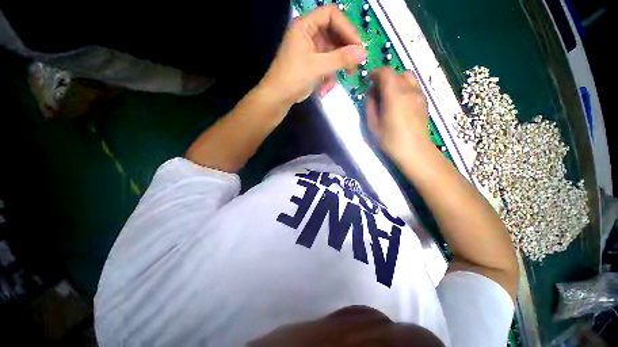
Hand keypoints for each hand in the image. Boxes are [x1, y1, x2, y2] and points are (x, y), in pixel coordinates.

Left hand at [260, 5, 366, 105]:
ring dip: (338, 66)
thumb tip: (363, 53)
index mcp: (305, 26)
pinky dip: (329, 75)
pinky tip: (326, 88)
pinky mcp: (311, 63)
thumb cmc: (293, 78)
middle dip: (345, 50)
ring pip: (332, 51)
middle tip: (355, 64)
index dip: (346, 28)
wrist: (278, 98)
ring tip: (344, 78)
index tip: (358, 45)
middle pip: (334, 33)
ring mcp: (310, 49)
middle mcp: (308, 34)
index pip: (331, 15)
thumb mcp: (317, 67)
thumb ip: (340, 58)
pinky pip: (327, 64)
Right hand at [366, 68, 433, 163]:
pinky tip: (400, 101)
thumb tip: (371, 94)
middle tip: (377, 90)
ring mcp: (419, 95)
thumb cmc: (391, 140)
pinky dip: (404, 87)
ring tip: (389, 95)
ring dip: (396, 81)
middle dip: (385, 77)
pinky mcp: (424, 101)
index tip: (369, 80)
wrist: (415, 151)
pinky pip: (413, 86)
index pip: (386, 72)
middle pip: (397, 73)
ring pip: (408, 77)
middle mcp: (409, 90)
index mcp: (394, 96)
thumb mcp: (373, 125)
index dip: (376, 72)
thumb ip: (370, 106)